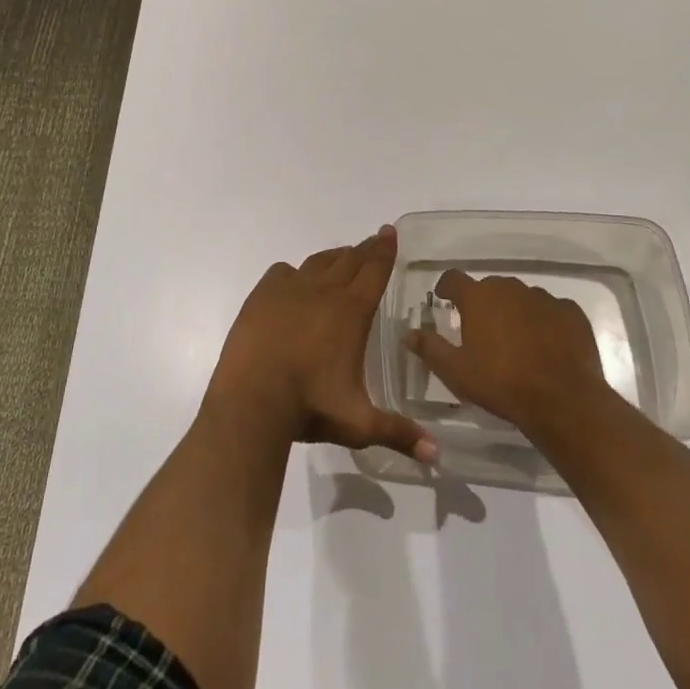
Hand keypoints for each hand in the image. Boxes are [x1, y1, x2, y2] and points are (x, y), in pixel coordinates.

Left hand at [207, 225, 435, 462]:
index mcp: (351, 312)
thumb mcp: (359, 424)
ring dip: (334, 258)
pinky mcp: (262, 295)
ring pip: (318, 262)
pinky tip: (295, 280)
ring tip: (342, 258)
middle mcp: (324, 290)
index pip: (374, 270)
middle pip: (349, 260)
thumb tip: (437, 456)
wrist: (252, 400)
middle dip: (364, 249)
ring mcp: (290, 289)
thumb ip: (398, 433)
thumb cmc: (310, 407)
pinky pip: (284, 272)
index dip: (385, 250)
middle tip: (374, 240)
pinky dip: (295, 272)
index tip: (389, 232)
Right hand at [402, 270, 612, 439]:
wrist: (562, 400)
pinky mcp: (571, 312)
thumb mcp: (456, 372)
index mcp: (478, 297)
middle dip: (482, 303)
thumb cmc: (501, 384)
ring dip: (514, 311)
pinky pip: (551, 310)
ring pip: (521, 297)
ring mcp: (543, 297)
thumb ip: (430, 348)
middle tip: (480, 328)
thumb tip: (407, 334)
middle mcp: (509, 288)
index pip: (453, 278)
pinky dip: (544, 321)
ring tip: (515, 339)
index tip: (444, 299)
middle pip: (489, 287)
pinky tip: (546, 344)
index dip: (446, 287)